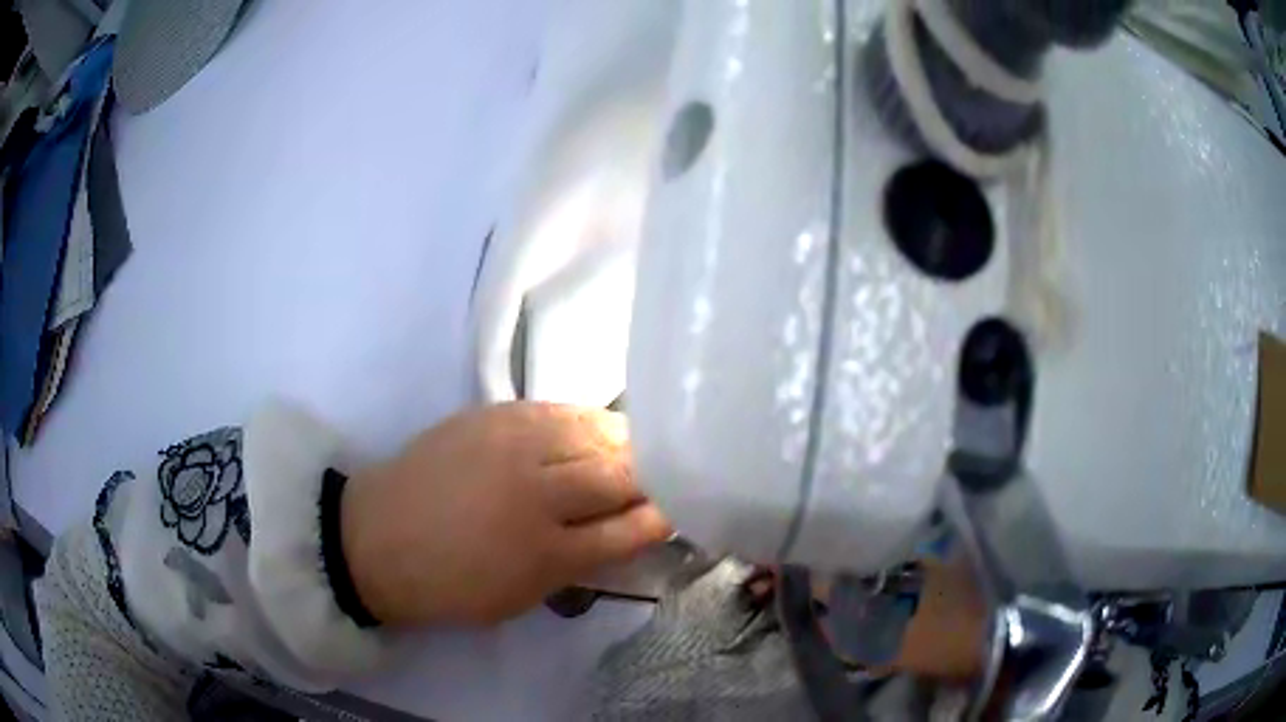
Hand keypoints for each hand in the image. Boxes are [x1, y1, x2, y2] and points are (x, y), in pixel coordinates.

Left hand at [340, 402, 670, 625]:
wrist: (375, 538)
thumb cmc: (449, 585)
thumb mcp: (520, 598)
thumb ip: (579, 564)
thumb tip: (627, 532)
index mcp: (545, 553)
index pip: (629, 530)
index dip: (664, 518)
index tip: (684, 510)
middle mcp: (536, 493)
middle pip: (621, 474)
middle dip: (656, 477)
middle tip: (672, 478)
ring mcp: (513, 444)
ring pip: (596, 433)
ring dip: (628, 443)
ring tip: (642, 449)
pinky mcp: (493, 414)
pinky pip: (560, 409)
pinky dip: (590, 421)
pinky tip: (599, 428)